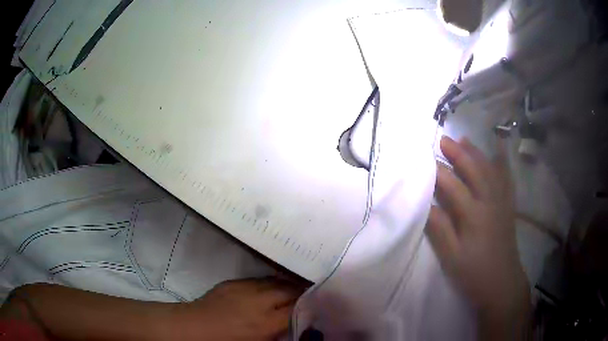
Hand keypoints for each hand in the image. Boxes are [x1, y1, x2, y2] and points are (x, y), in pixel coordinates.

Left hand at [176, 278, 303, 340]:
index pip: (297, 308)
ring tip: (293, 289)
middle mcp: (259, 301)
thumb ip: (279, 334)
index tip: (317, 304)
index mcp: (266, 322)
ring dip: (286, 285)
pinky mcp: (234, 282)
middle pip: (289, 290)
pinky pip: (259, 280)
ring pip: (275, 281)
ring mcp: (245, 288)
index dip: (309, 306)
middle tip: (309, 294)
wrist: (195, 327)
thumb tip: (296, 325)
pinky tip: (270, 289)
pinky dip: (269, 283)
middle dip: (301, 291)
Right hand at [426, 136, 529, 338]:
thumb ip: (439, 228)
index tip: (423, 160)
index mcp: (473, 214)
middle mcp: (490, 201)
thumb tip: (425, 202)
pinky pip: (506, 178)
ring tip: (464, 139)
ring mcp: (502, 202)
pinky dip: (502, 162)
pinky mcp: (508, 206)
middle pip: (474, 170)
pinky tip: (499, 151)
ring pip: (490, 169)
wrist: (502, 283)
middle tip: (443, 139)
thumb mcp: (451, 257)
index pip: (453, 185)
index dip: (437, 171)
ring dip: (476, 152)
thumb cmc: (474, 272)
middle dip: (457, 152)